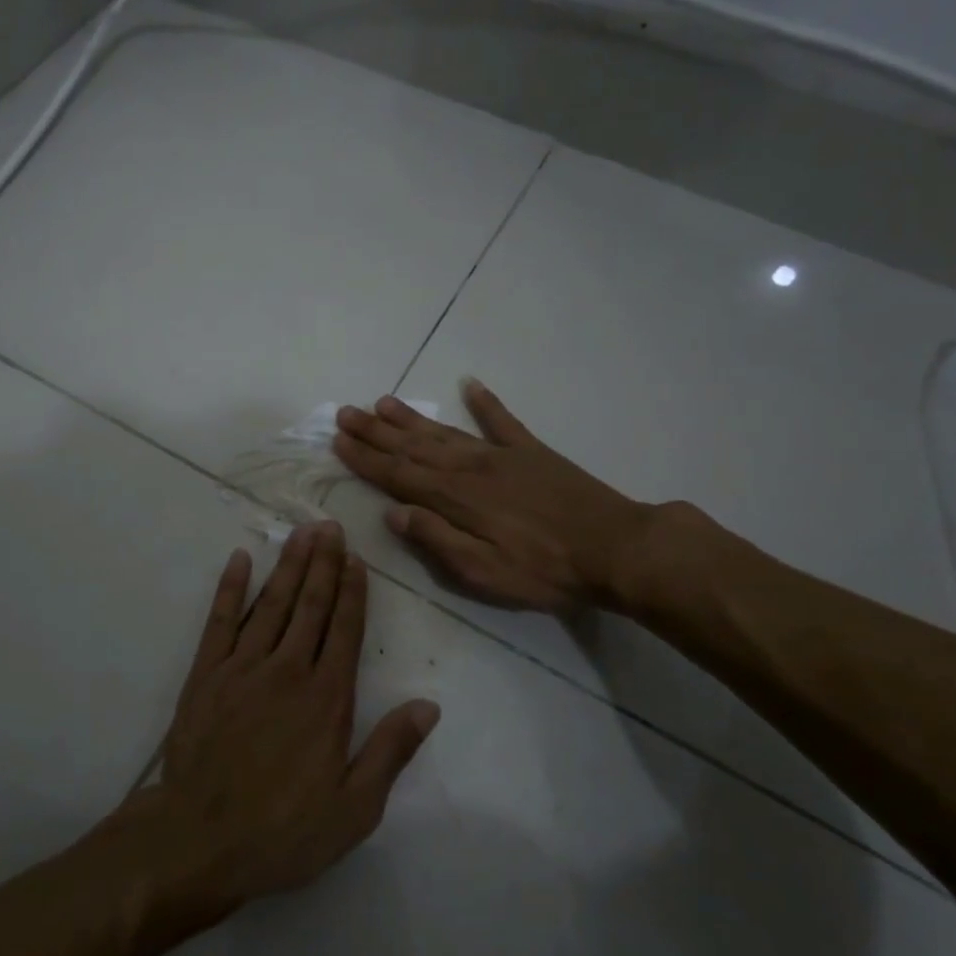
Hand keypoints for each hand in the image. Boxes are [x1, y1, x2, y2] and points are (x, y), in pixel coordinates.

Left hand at [148, 522, 439, 909]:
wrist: (200, 839)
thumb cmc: (284, 830)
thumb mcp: (354, 808)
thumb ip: (391, 751)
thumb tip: (428, 705)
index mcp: (327, 698)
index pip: (345, 630)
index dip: (353, 592)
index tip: (358, 559)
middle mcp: (288, 670)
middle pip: (311, 605)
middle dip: (324, 564)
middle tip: (331, 526)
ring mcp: (242, 667)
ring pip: (272, 604)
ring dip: (289, 566)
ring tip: (302, 533)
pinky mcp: (205, 674)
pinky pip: (220, 620)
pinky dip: (230, 588)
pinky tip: (240, 560)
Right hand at [333, 380, 661, 614]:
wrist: (616, 549)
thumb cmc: (545, 571)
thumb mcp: (483, 572)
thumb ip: (436, 540)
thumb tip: (394, 512)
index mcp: (455, 499)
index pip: (398, 475)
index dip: (366, 458)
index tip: (338, 441)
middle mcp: (470, 468)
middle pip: (413, 447)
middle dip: (376, 431)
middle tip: (346, 412)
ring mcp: (502, 455)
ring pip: (444, 432)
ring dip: (410, 418)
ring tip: (382, 402)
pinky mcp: (532, 451)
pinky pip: (502, 420)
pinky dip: (484, 401)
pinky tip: (469, 384)